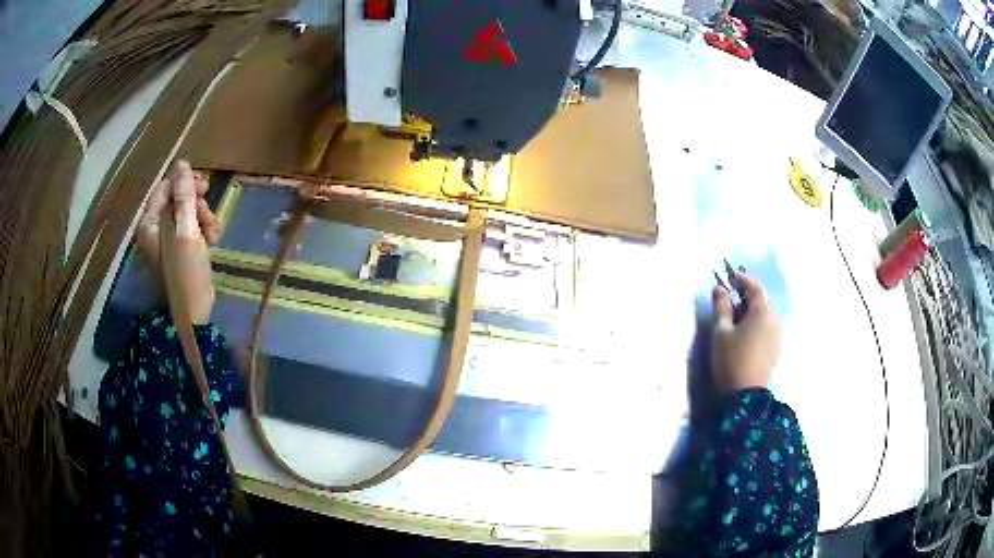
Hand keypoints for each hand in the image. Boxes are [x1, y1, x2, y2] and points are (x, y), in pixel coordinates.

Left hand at [135, 160, 220, 323]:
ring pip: (185, 215)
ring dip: (202, 218)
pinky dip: (202, 231)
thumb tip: (182, 164)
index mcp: (149, 224)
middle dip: (195, 203)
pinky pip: (189, 230)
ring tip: (214, 232)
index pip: (164, 188)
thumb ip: (183, 196)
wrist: (193, 314)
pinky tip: (212, 240)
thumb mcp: (186, 230)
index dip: (184, 183)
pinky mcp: (176, 252)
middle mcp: (153, 230)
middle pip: (175, 201)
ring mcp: (165, 242)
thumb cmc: (186, 272)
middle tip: (210, 211)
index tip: (205, 186)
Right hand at [710, 272, 780, 392]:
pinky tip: (746, 331)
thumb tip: (719, 288)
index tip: (730, 276)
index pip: (754, 287)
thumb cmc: (731, 360)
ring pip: (765, 314)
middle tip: (731, 295)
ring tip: (737, 315)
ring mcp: (777, 335)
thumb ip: (721, 307)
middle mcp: (774, 319)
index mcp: (762, 312)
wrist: (745, 396)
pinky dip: (757, 322)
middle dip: (748, 294)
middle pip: (762, 300)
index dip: (742, 279)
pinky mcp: (775, 348)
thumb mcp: (721, 332)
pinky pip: (767, 326)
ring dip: (752, 309)